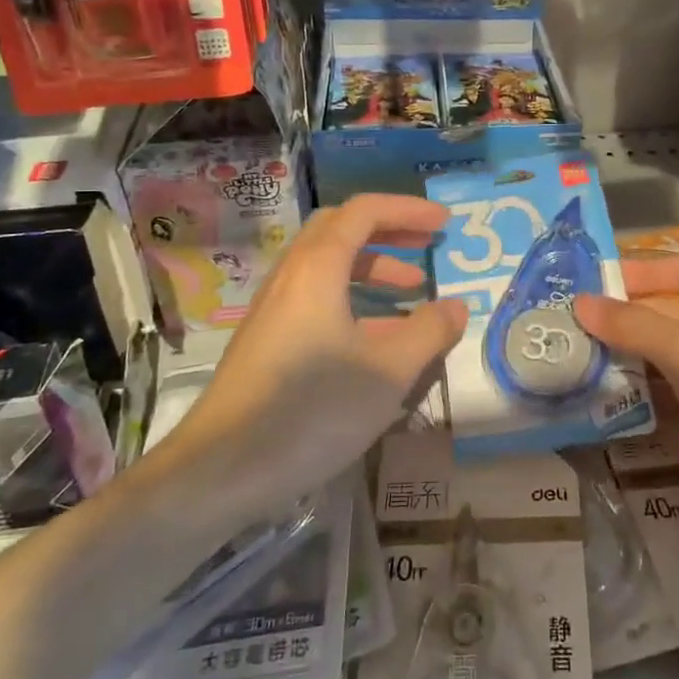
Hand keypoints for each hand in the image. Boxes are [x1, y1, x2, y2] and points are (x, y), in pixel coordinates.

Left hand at [151, 194, 467, 520]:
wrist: (222, 468)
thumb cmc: (312, 409)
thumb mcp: (388, 371)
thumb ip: (428, 332)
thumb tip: (456, 306)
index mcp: (317, 268)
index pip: (364, 212)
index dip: (407, 210)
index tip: (445, 223)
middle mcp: (291, 277)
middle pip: (340, 230)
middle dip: (388, 231)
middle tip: (426, 245)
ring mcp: (274, 310)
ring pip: (327, 267)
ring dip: (372, 268)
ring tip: (413, 291)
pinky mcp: (267, 341)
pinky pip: (316, 299)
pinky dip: (353, 299)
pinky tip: (376, 339)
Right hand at [575, 256, 678, 537]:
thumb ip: (633, 325)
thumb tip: (578, 302)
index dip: (636, 274)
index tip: (589, 287)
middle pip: (674, 313)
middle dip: (628, 321)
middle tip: (573, 331)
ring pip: (677, 356)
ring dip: (636, 359)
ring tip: (582, 364)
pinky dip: (655, 393)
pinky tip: (618, 403)